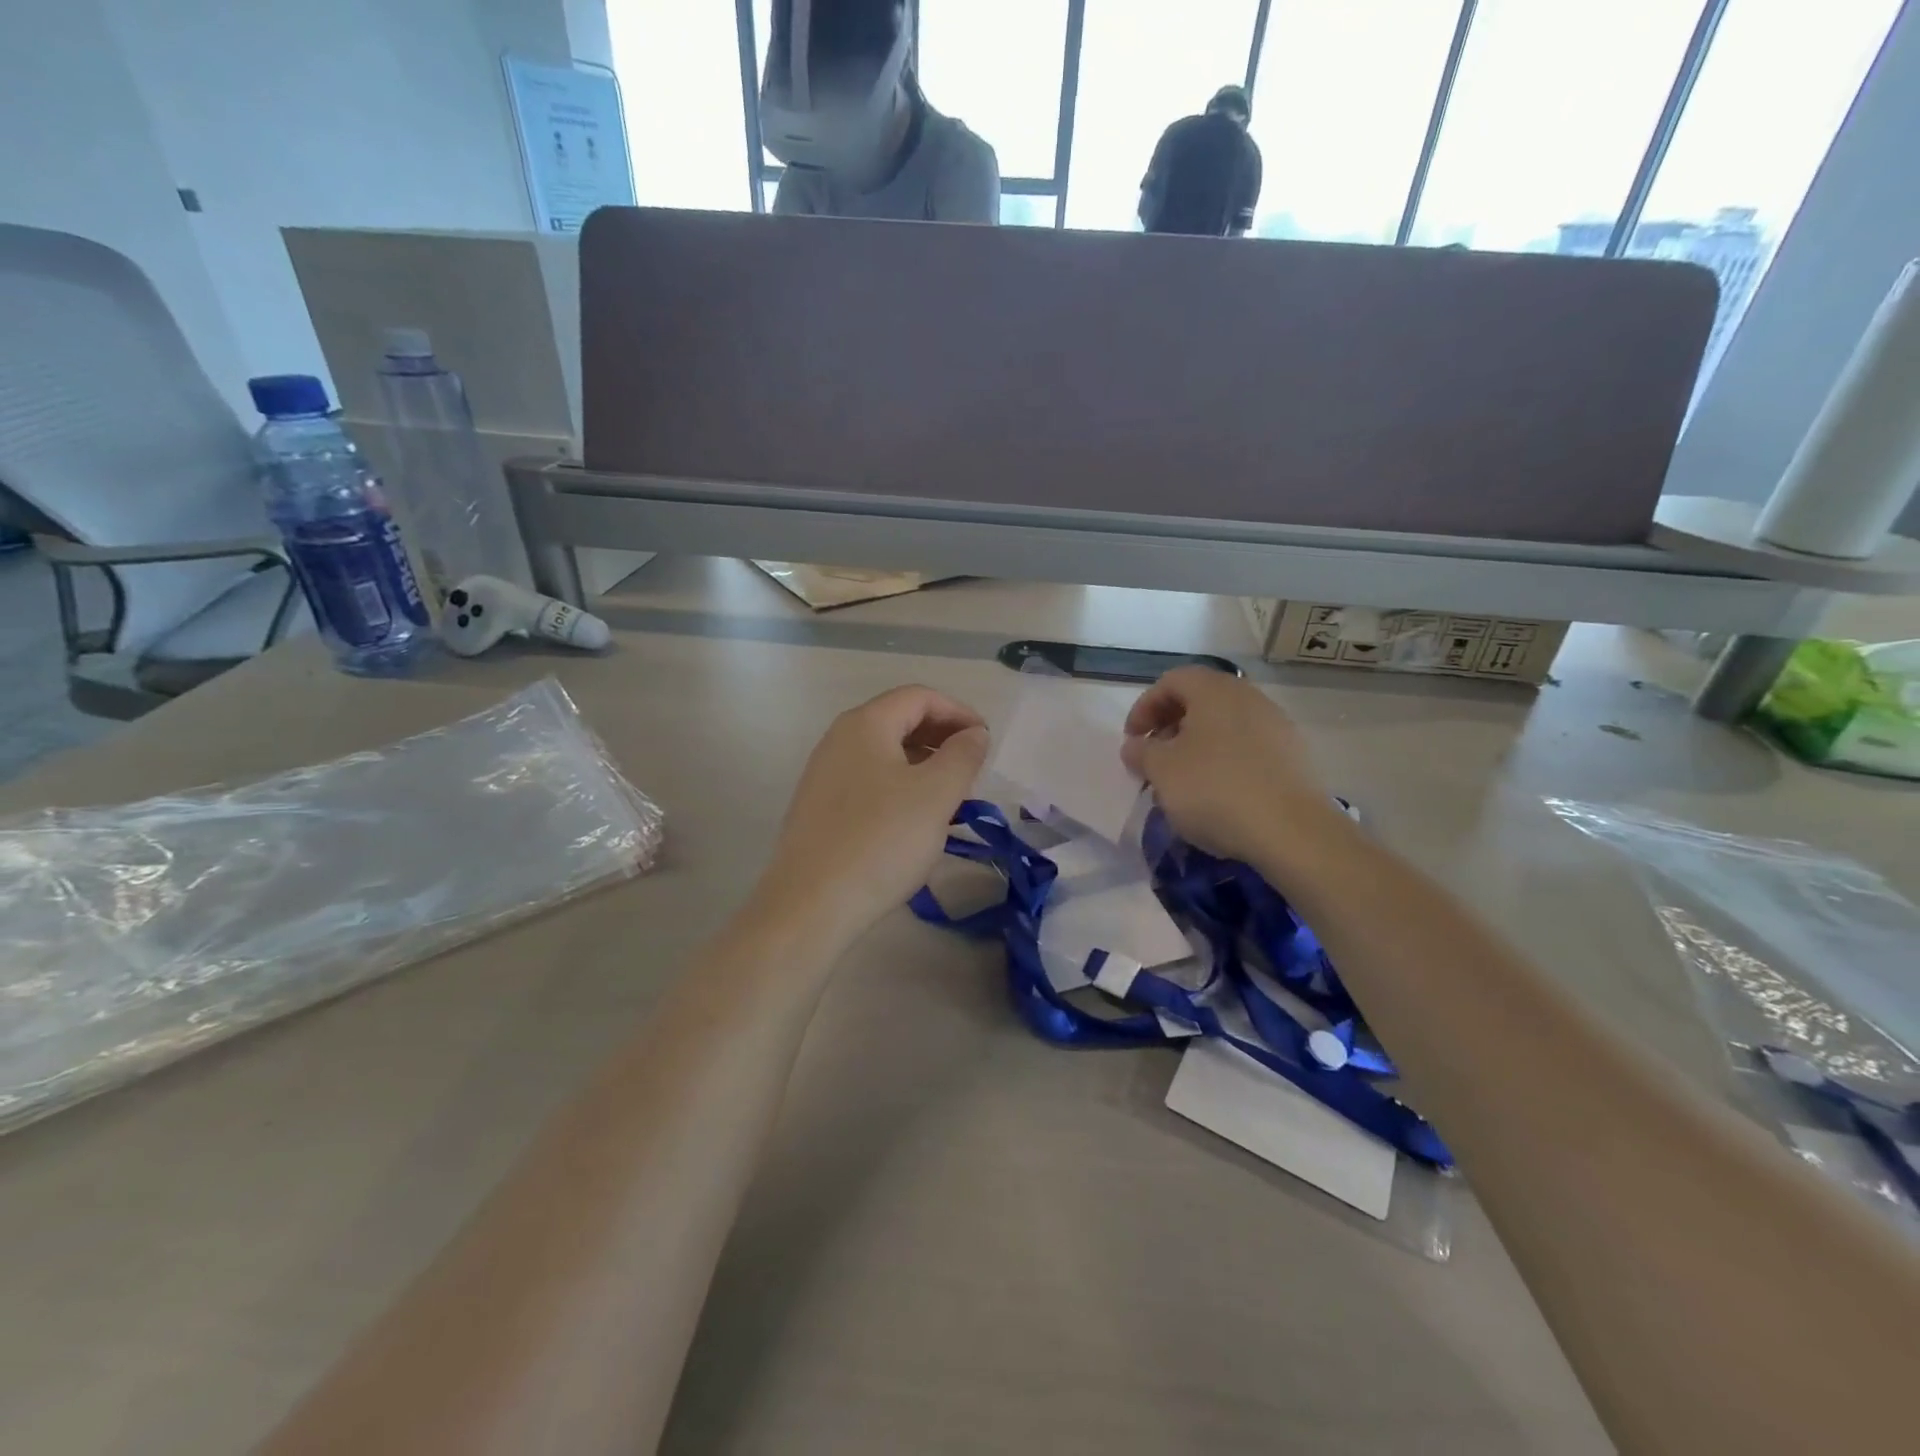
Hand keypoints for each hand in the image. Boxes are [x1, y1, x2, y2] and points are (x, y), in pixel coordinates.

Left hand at [759, 685, 988, 940]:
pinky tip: (913, 818)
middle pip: (898, 719)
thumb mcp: (936, 795)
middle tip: (971, 767)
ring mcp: (824, 773)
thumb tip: (974, 733)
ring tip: (949, 793)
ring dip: (922, 762)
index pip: (919, 697)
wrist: (812, 903)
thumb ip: (963, 756)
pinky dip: (899, 784)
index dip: (958, 712)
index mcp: (865, 724)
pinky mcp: (819, 806)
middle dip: (940, 736)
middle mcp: (839, 739)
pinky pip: (868, 779)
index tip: (985, 742)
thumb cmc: (882, 840)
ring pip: (883, 752)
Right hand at [1121, 667, 1343, 865]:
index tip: (1133, 740)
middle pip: (1200, 700)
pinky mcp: (1293, 758)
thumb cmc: (1215, 789)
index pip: (1171, 681)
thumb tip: (1135, 745)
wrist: (1292, 831)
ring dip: (1196, 747)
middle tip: (1154, 759)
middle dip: (1170, 727)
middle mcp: (1249, 698)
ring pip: (1224, 726)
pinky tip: (1216, 795)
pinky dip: (1224, 762)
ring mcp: (1276, 726)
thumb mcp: (1162, 770)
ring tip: (1182, 781)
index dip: (1144, 707)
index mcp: (1215, 691)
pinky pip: (1247, 749)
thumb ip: (1141, 752)